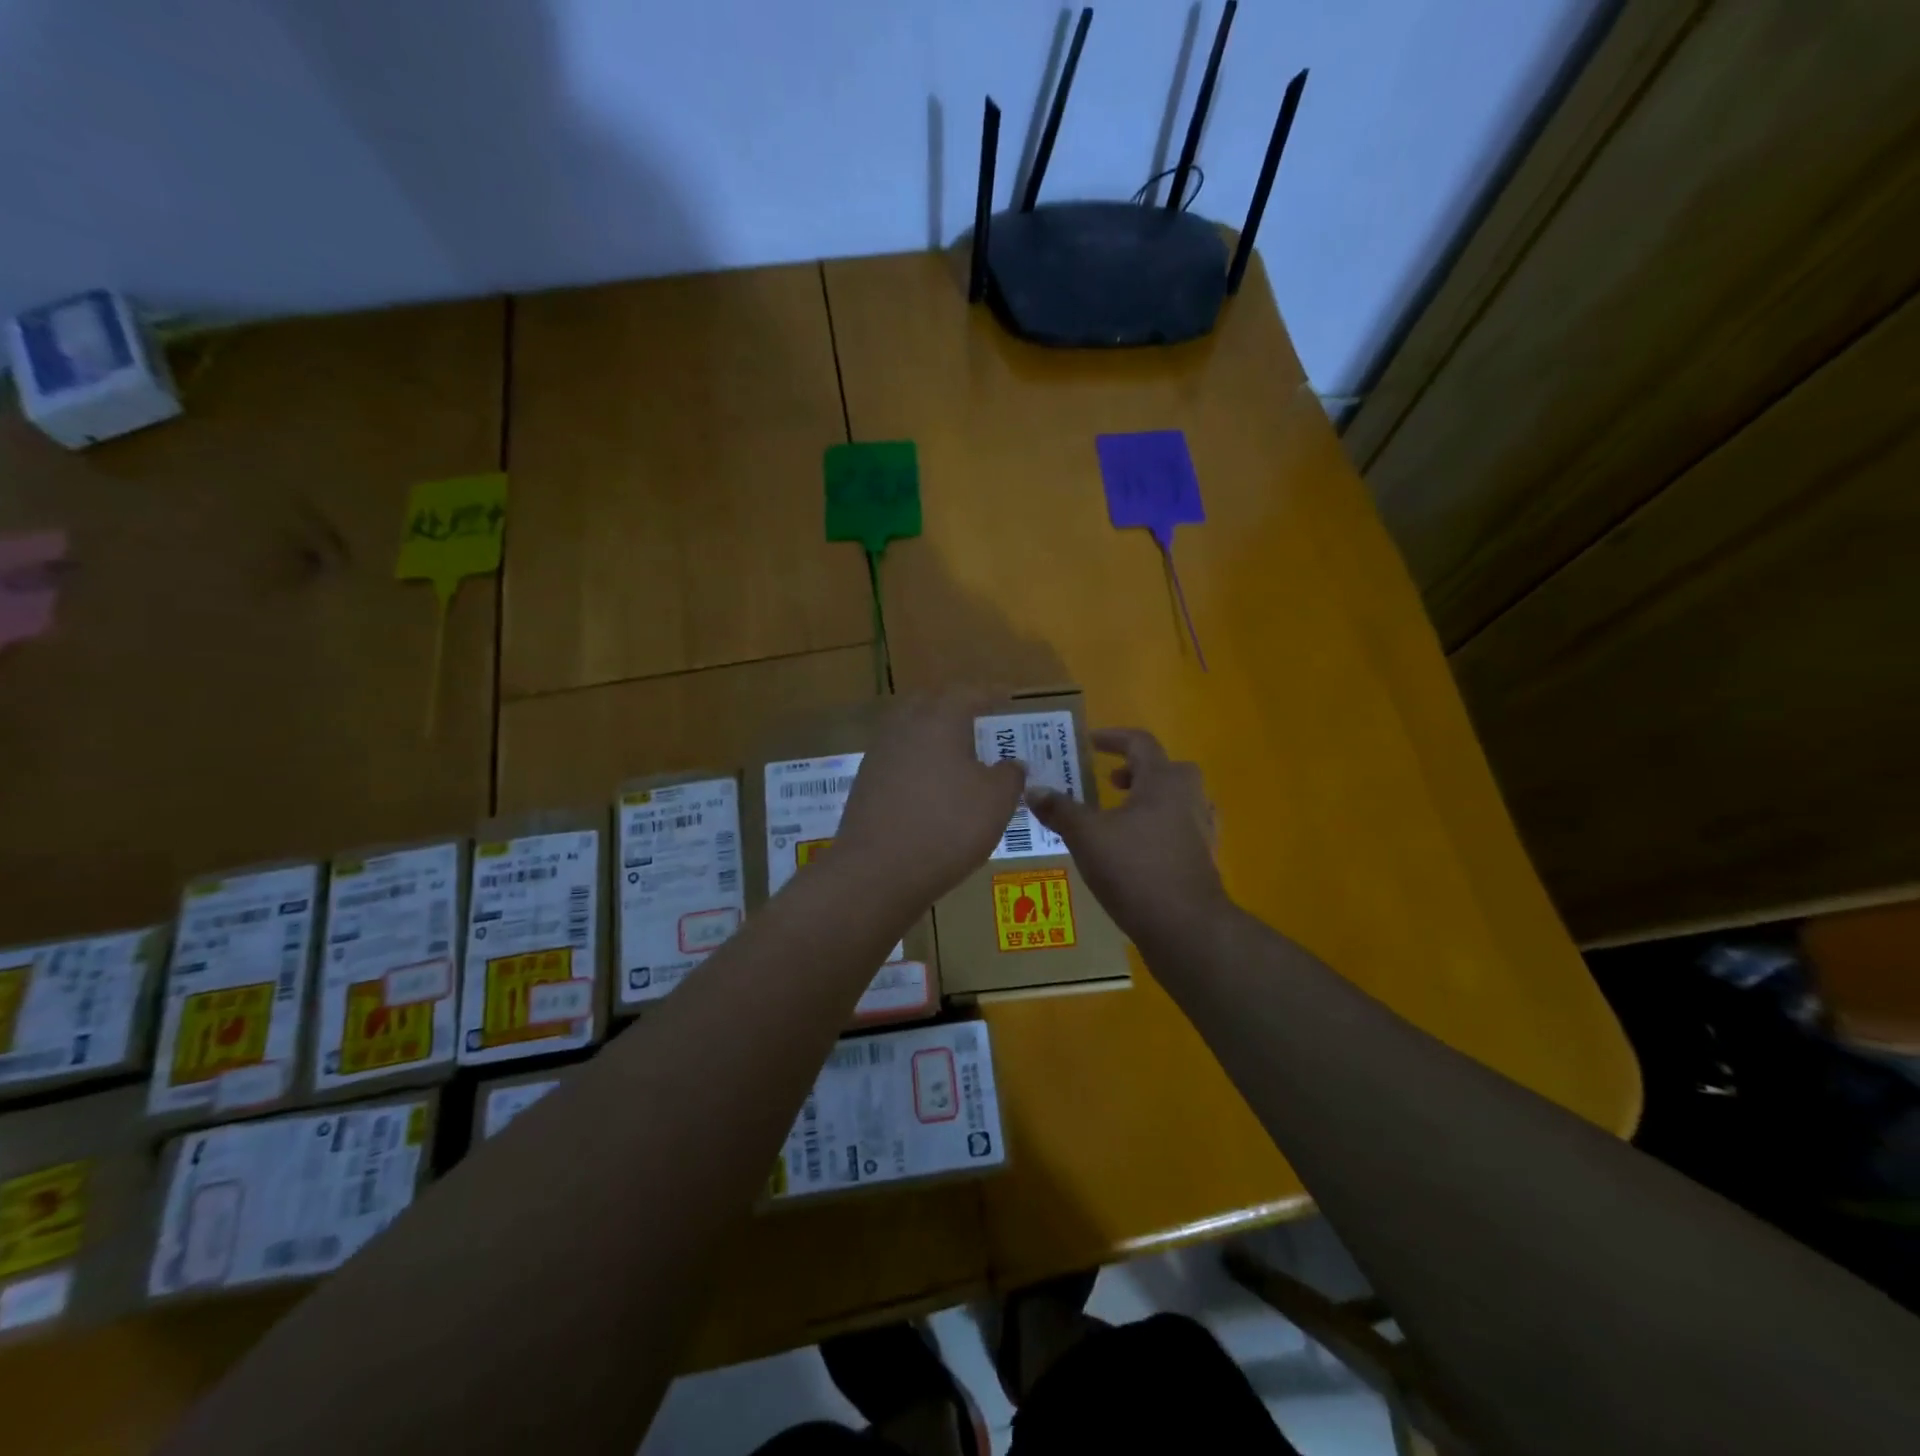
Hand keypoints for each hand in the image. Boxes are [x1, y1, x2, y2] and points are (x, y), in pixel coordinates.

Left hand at [834, 691, 1027, 907]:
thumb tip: (1012, 764)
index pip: (969, 694)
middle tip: (979, 721)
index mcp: (939, 720)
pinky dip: (918, 764)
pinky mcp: (865, 785)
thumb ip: (1010, 776)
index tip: (1008, 696)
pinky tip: (931, 786)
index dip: (991, 694)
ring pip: (910, 732)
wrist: (877, 871)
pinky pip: (898, 760)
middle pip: (931, 704)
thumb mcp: (996, 802)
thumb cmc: (947, 826)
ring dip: (934, 737)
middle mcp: (904, 728)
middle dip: (955, 708)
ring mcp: (879, 755)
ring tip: (957, 756)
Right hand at [1025, 728, 1227, 944]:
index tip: (1091, 743)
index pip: (1140, 743)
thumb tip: (1033, 789)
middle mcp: (1188, 798)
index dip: (1114, 738)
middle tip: (1112, 782)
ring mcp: (1202, 831)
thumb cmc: (1135, 870)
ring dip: (1149, 800)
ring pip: (1178, 800)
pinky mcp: (1204, 860)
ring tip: (1120, 818)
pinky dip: (1160, 829)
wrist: (1186, 927)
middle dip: (1137, 770)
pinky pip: (1182, 830)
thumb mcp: (1086, 836)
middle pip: (1168, 769)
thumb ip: (1060, 810)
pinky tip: (1137, 851)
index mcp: (1163, 782)